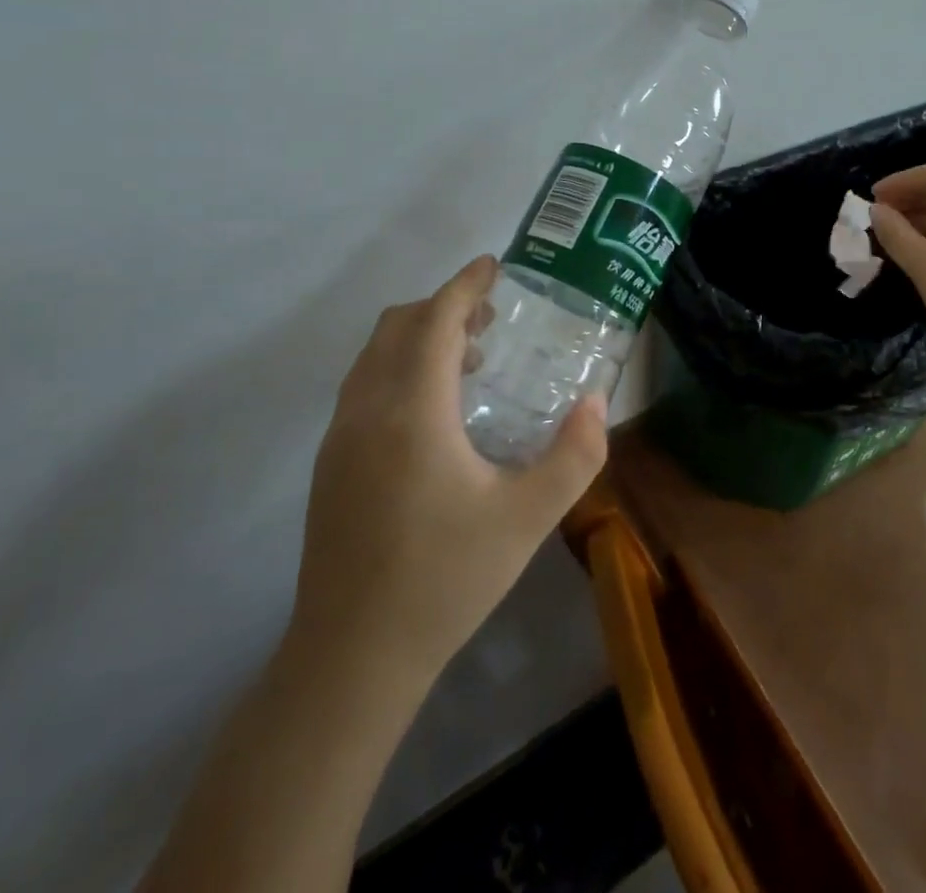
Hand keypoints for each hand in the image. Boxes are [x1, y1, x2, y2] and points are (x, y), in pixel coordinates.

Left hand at [290, 256, 606, 681]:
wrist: (350, 660)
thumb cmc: (445, 580)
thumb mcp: (528, 520)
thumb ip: (574, 456)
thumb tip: (595, 401)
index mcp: (411, 414)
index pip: (432, 322)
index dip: (464, 286)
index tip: (493, 265)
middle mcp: (366, 413)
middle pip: (396, 327)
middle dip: (442, 307)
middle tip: (491, 317)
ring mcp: (339, 439)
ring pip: (374, 357)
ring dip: (419, 338)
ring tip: (471, 358)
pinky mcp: (329, 465)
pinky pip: (365, 387)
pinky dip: (399, 369)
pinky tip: (436, 412)